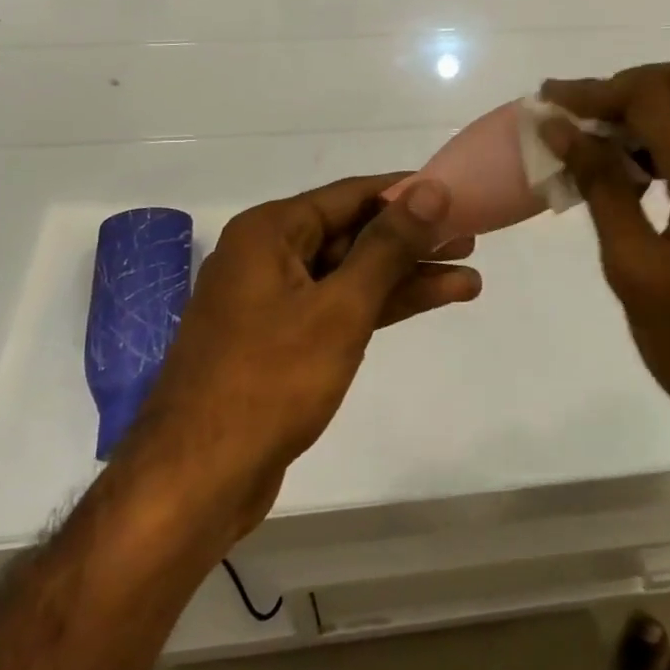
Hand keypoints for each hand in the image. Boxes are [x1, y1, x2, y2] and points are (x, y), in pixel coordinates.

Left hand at [125, 175, 480, 537]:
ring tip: (469, 279)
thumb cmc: (269, 381)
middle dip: (413, 240)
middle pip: (353, 234)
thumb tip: (430, 189)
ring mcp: (273, 301)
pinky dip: (382, 307)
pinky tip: (429, 303)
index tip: (457, 194)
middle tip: (471, 239)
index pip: (351, 194)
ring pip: (351, 275)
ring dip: (406, 278)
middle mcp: (268, 256)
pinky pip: (339, 308)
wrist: (198, 479)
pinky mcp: (282, 341)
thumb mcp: (340, 307)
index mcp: (270, 232)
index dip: (407, 193)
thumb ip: (388, 246)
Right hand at [540, 59, 669, 455]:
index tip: (548, 101)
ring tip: (601, 140)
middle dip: (630, 86)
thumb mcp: (634, 267)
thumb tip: (562, 129)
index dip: (595, 93)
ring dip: (656, 106)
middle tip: (581, 115)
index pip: (652, 96)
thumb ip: (600, 186)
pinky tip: (640, 169)